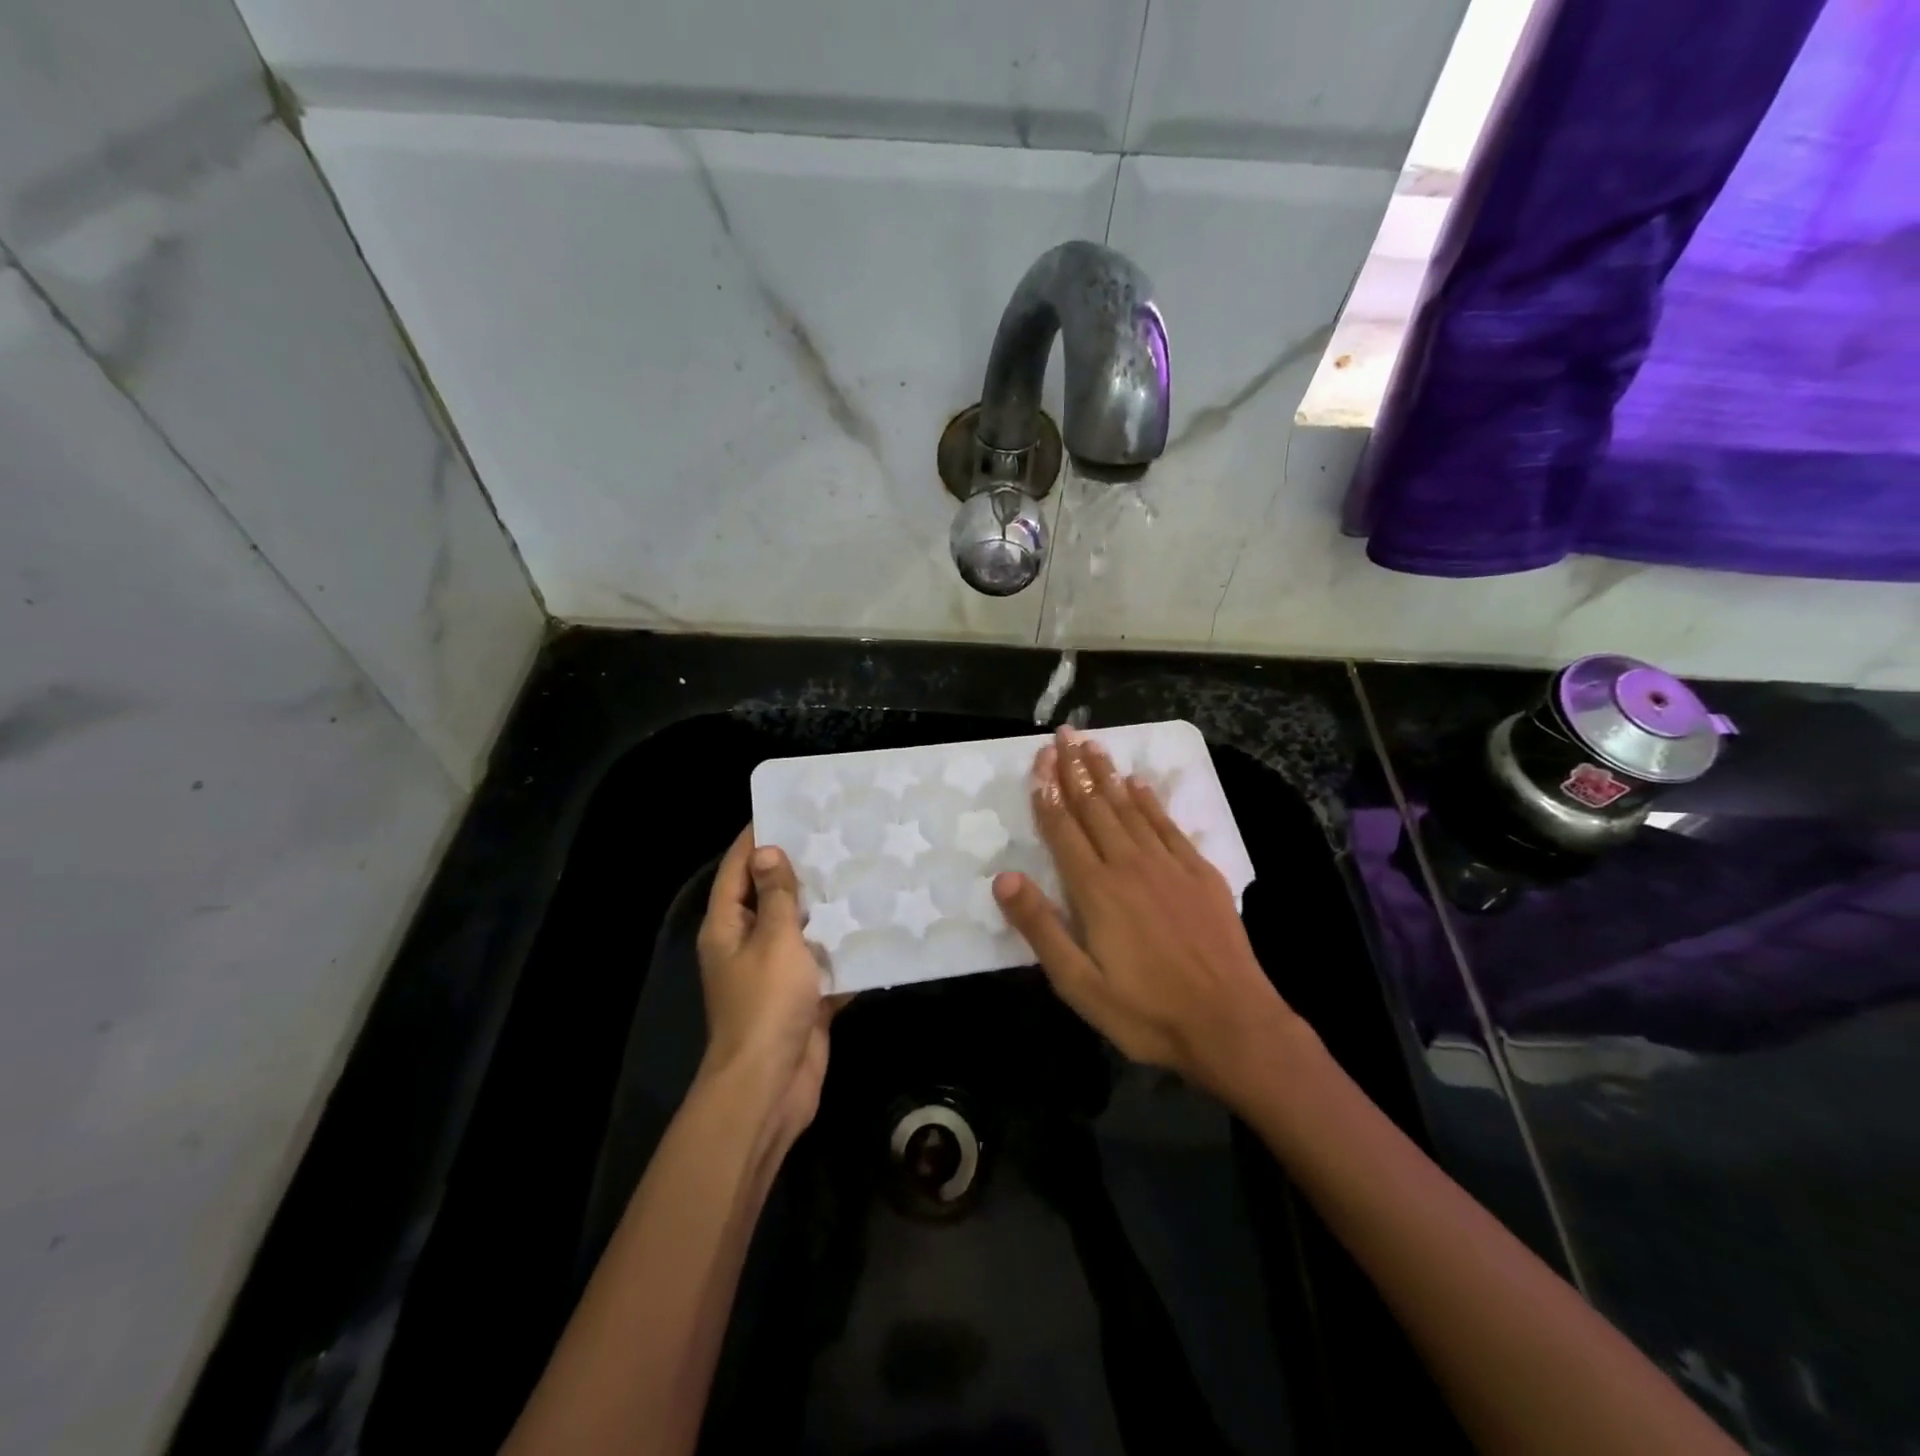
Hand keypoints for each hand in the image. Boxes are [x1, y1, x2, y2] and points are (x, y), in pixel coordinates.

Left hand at [696, 827, 840, 1146]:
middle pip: (771, 896)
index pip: (737, 868)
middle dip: (800, 870)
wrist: (771, 1086)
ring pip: (802, 929)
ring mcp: (775, 973)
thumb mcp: (774, 940)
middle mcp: (747, 944)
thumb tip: (767, 852)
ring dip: (827, 908)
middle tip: (838, 837)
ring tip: (862, 872)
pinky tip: (875, 926)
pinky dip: (844, 950)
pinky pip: (824, 963)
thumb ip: (777, 896)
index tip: (788, 809)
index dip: (757, 838)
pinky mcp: (803, 997)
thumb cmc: (766, 1004)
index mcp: (728, 926)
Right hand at [993, 728, 1298, 1097]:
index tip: (1040, 760)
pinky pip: (1168, 824)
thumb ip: (1040, 928)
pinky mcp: (1200, 872)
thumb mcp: (1079, 984)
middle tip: (1063, 734)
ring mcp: (1168, 865)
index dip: (1048, 793)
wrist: (1231, 1024)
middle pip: (1095, 807)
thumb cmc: (1146, 1012)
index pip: (1064, 830)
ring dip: (1108, 774)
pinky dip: (1150, 800)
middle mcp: (1129, 865)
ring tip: (1092, 745)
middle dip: (1075, 769)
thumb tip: (1004, 878)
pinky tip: (1139, 783)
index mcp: (1096, 890)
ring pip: (1130, 807)